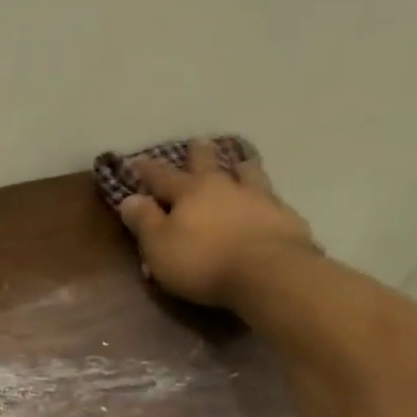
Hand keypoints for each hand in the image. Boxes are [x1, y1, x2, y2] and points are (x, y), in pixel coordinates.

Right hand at [117, 139, 318, 309]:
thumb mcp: (159, 245)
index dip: (146, 170)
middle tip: (197, 142)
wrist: (269, 274)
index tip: (135, 160)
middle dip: (199, 153)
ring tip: (240, 164)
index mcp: (190, 192)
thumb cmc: (203, 261)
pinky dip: (265, 198)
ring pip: (248, 174)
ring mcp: (260, 199)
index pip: (161, 176)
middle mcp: (225, 187)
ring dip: (241, 167)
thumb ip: (144, 221)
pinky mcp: (286, 218)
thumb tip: (130, 198)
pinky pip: (272, 200)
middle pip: (209, 164)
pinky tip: (268, 203)